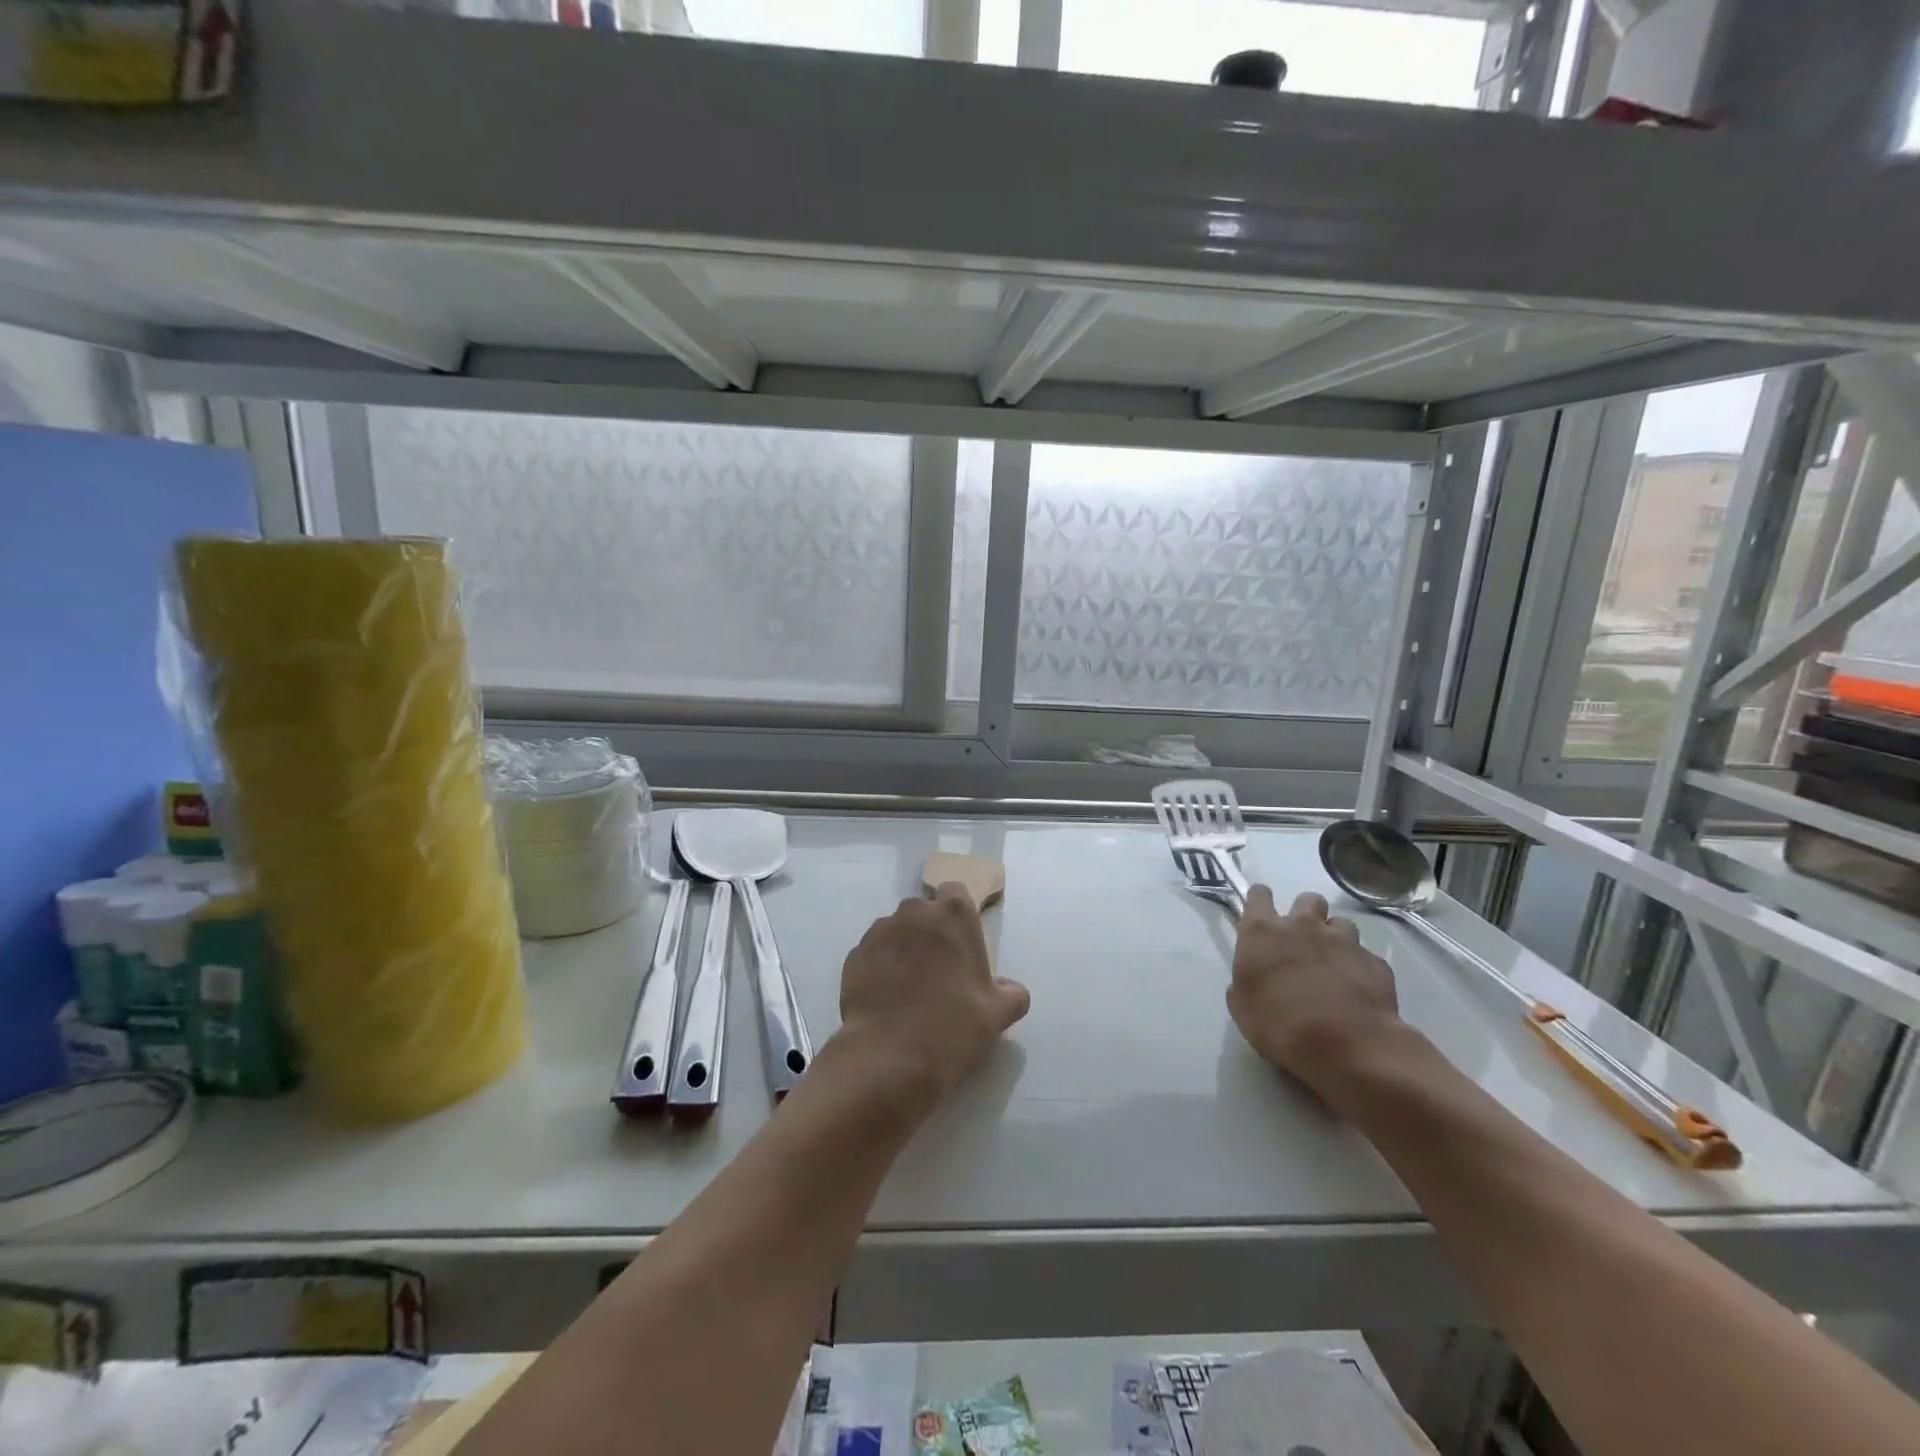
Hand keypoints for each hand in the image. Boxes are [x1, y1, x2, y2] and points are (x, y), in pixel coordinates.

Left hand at [834, 885, 1030, 1104]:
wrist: (888, 1057)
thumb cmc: (952, 1027)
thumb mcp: (998, 1015)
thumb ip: (1011, 993)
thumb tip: (1010, 988)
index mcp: (953, 916)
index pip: (956, 892)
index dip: (958, 915)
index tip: (961, 943)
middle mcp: (914, 912)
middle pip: (925, 912)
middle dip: (931, 933)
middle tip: (939, 971)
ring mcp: (880, 931)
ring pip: (897, 931)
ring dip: (904, 948)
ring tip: (909, 988)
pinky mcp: (855, 954)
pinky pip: (874, 953)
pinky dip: (881, 967)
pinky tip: (887, 998)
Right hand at [1227, 886, 1403, 1097]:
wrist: (1346, 1045)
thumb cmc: (1279, 1025)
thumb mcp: (1242, 1007)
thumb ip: (1245, 982)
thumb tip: (1253, 979)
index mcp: (1262, 933)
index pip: (1258, 895)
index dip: (1260, 901)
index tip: (1261, 913)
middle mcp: (1302, 926)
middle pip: (1307, 899)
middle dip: (1306, 914)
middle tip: (1303, 941)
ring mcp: (1343, 941)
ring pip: (1341, 923)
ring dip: (1336, 938)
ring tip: (1334, 965)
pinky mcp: (1375, 962)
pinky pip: (1365, 956)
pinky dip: (1360, 968)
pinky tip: (1357, 991)